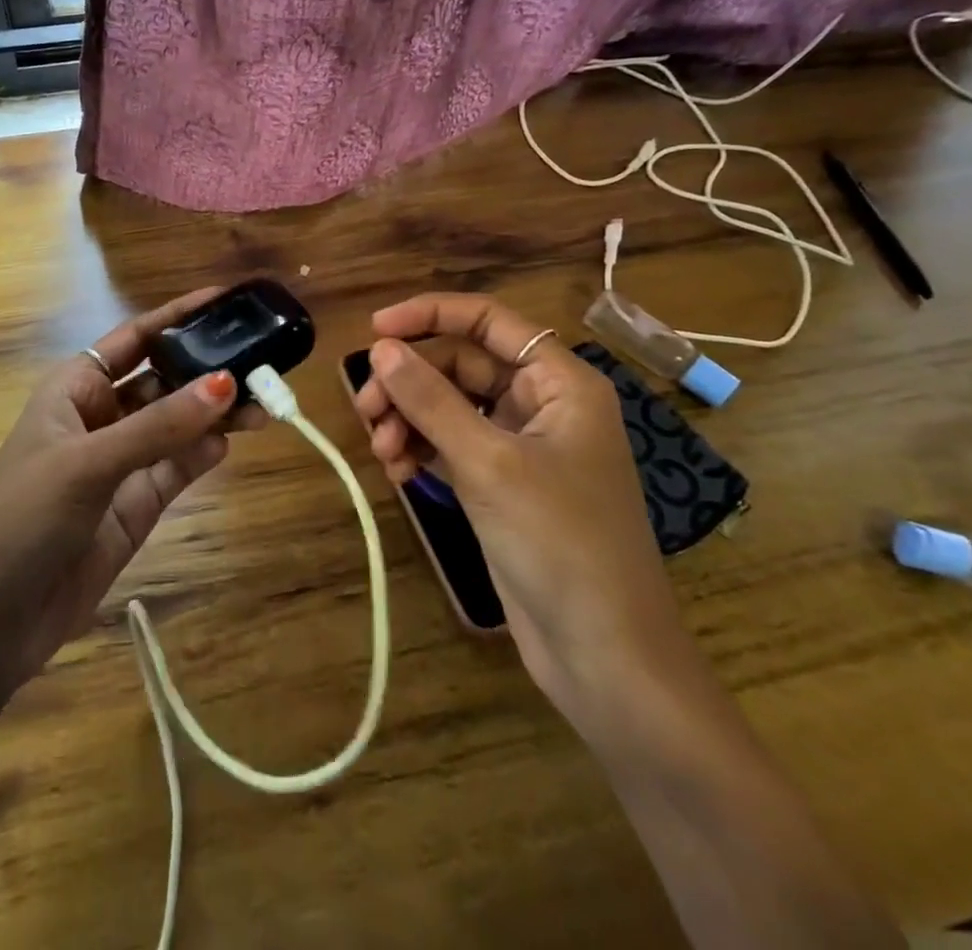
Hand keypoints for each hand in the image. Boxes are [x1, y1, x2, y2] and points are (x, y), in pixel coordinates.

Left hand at [0, 288, 264, 707]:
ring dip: (216, 414)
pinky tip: (229, 443)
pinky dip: (204, 454)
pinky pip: (179, 468)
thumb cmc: (19, 521)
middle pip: (165, 379)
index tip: (228, 299)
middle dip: (208, 369)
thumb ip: (159, 426)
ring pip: (179, 425)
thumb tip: (227, 383)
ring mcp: (122, 462)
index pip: (135, 337)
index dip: (179, 316)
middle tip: (263, 362)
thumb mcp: (86, 465)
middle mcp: (102, 417)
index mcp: (75, 388)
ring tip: (263, 406)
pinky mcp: (137, 506)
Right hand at [354, 294, 684, 719]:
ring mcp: (522, 446)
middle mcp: (542, 404)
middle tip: (366, 411)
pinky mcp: (503, 485)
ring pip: (450, 407)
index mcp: (559, 381)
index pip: (487, 321)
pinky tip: (398, 473)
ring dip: (409, 420)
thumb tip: (380, 348)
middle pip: (460, 365)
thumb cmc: (559, 543)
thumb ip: (431, 400)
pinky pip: (452, 447)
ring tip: (382, 452)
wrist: (606, 656)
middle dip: (410, 383)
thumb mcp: (488, 463)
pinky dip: (422, 451)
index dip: (429, 315)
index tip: (374, 329)